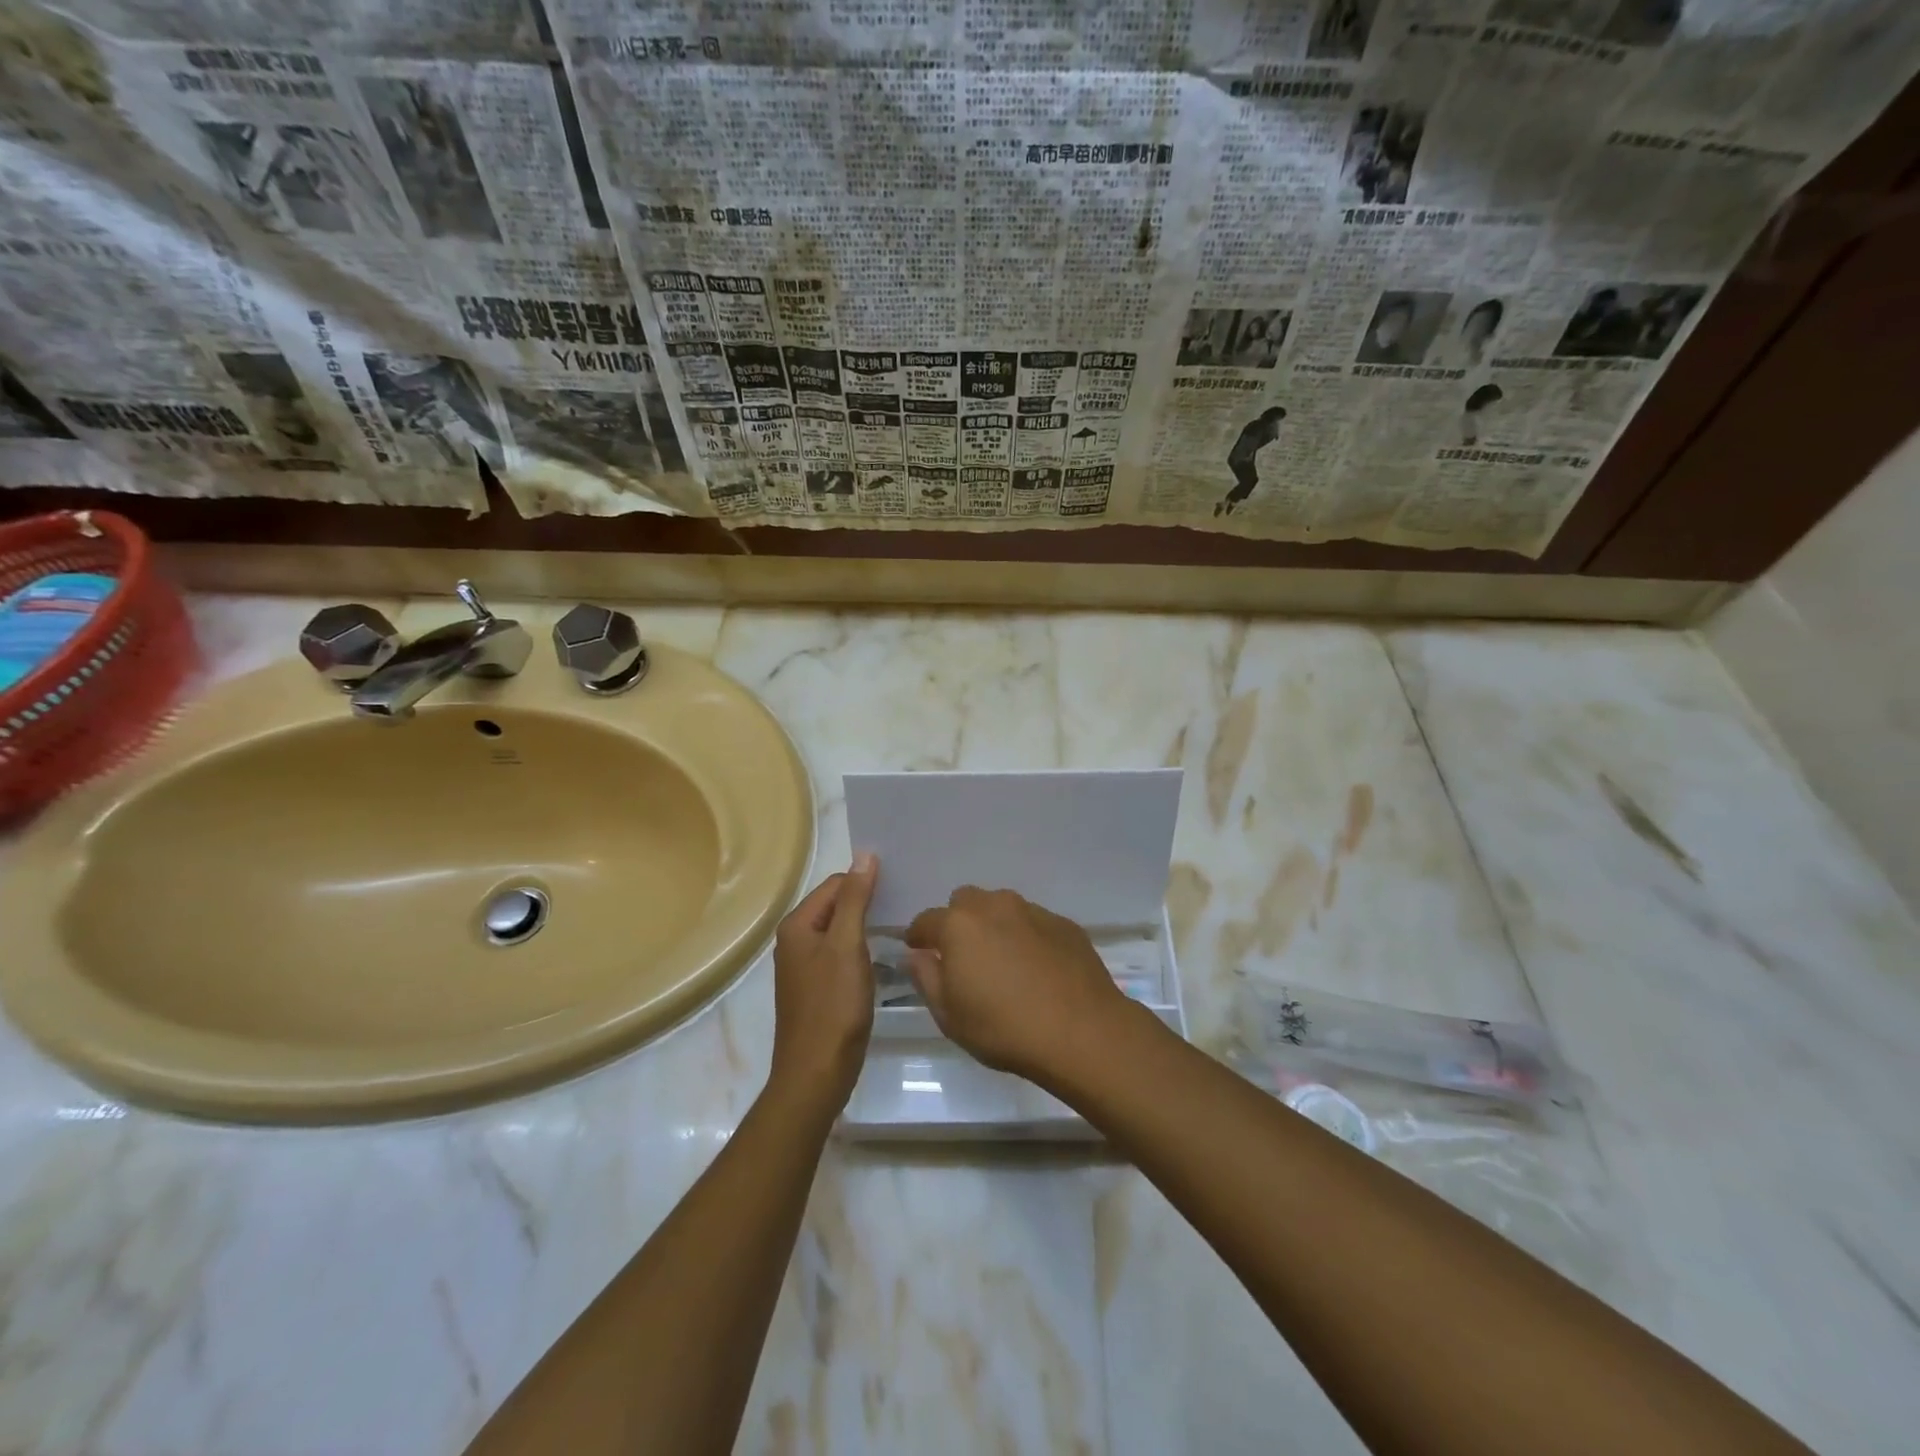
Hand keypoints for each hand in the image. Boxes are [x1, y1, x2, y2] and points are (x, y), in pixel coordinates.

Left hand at [769, 854, 877, 1108]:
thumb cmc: (833, 1007)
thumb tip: (865, 854)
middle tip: (906, 902)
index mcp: (797, 925)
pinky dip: (861, 950)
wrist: (817, 1073)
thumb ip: (856, 899)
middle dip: (867, 902)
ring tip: (901, 924)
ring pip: (841, 931)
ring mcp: (805, 966)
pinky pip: (841, 954)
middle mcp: (795, 940)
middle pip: (837, 905)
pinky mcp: (817, 988)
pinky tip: (884, 956)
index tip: (901, 886)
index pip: (836, 884)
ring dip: (867, 926)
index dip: (866, 882)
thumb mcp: (847, 946)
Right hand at [904, 887, 1130, 1084]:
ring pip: (1002, 907)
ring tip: (1003, 962)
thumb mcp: (950, 1015)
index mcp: (959, 925)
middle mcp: (994, 906)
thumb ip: (926, 978)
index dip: (918, 935)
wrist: (1081, 1031)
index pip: (926, 920)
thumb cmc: (1004, 1028)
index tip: (918, 950)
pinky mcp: (1064, 924)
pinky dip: (1027, 937)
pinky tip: (1036, 968)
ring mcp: (1033, 911)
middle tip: (964, 956)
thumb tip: (917, 955)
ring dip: (995, 926)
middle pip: (965, 902)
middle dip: (958, 922)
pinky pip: (1034, 922)